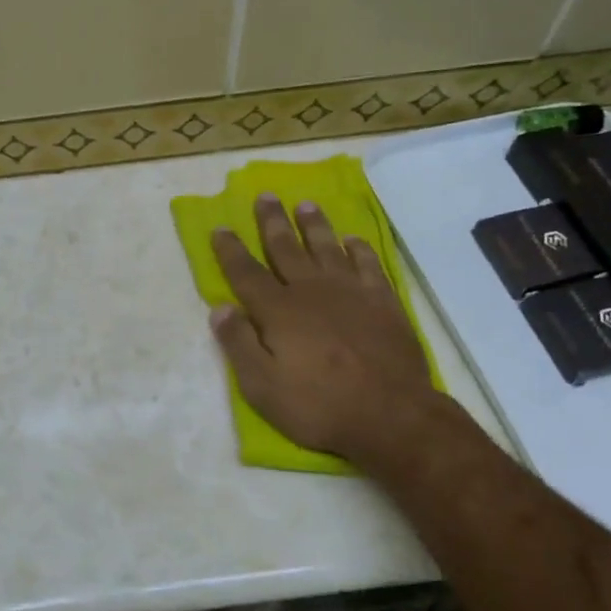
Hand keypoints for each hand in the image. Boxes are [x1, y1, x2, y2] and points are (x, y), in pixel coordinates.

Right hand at [210, 194, 439, 464]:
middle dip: (272, 221)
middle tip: (265, 195)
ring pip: (327, 247)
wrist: (391, 415)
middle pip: (286, 248)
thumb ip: (238, 344)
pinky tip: (353, 240)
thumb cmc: (318, 405)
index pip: (246, 273)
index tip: (220, 228)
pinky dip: (359, 249)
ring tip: (305, 205)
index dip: (230, 250)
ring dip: (314, 225)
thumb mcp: (261, 386)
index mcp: (278, 311)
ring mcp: (351, 292)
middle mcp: (311, 291)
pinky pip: (368, 264)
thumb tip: (220, 308)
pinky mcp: (383, 301)